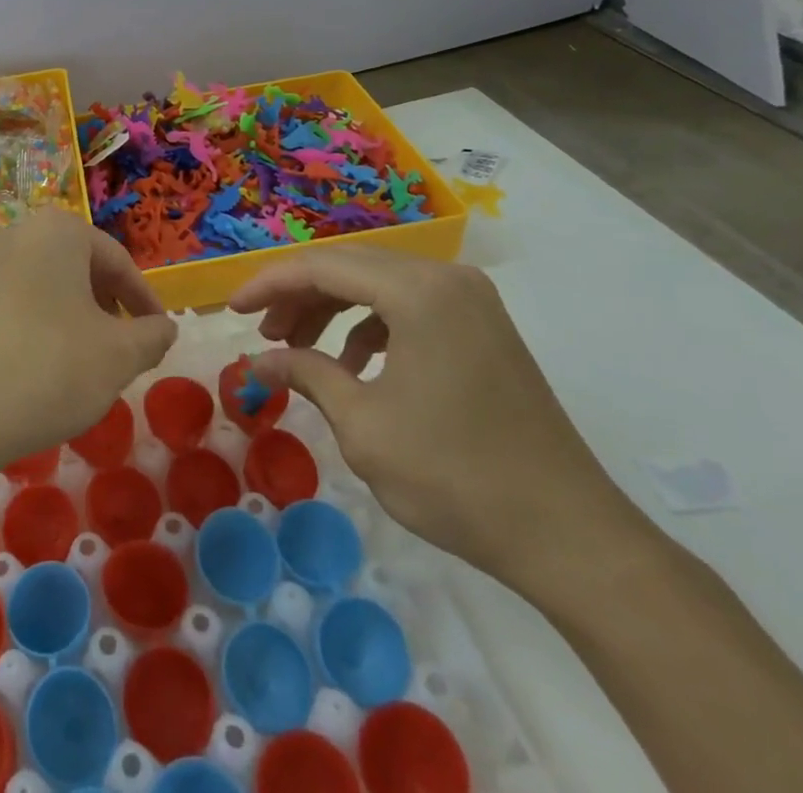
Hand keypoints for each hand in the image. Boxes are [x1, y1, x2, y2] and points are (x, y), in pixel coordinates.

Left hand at [0, 209, 176, 475]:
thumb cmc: (49, 368)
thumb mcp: (118, 356)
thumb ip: (152, 336)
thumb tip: (164, 328)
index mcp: (58, 231)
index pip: (118, 261)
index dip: (145, 301)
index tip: (159, 335)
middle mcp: (18, 234)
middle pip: (81, 269)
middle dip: (109, 308)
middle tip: (125, 349)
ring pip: (50, 287)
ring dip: (78, 320)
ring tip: (89, 364)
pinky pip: (19, 304)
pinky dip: (44, 328)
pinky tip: (47, 371)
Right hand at [230, 245, 643, 596]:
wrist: (571, 537)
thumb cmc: (456, 477)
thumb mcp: (364, 426)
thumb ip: (305, 375)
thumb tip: (255, 362)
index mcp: (418, 291)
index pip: (322, 266)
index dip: (268, 284)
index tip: (231, 310)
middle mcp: (446, 278)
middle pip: (350, 267)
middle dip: (298, 296)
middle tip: (262, 333)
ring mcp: (470, 300)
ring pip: (378, 284)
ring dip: (331, 309)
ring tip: (297, 350)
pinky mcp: (482, 326)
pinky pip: (409, 306)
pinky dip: (370, 325)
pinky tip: (354, 365)